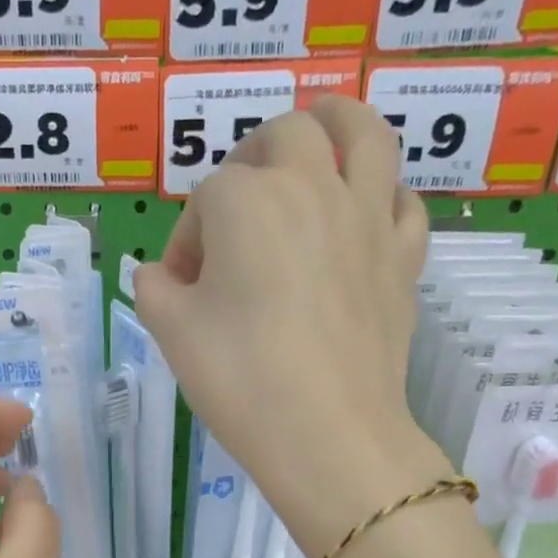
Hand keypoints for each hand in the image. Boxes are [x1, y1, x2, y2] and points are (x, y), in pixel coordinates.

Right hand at [134, 98, 448, 557]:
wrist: (327, 434)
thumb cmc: (240, 380)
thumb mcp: (171, 333)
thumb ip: (153, 289)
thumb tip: (160, 275)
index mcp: (246, 202)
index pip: (205, 200)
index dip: (186, 240)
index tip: (180, 288)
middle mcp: (312, 188)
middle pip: (285, 136)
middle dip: (252, 159)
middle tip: (238, 204)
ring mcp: (368, 218)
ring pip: (365, 134)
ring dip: (338, 123)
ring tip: (322, 130)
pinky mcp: (403, 257)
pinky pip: (403, 202)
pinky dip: (384, 195)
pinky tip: (367, 215)